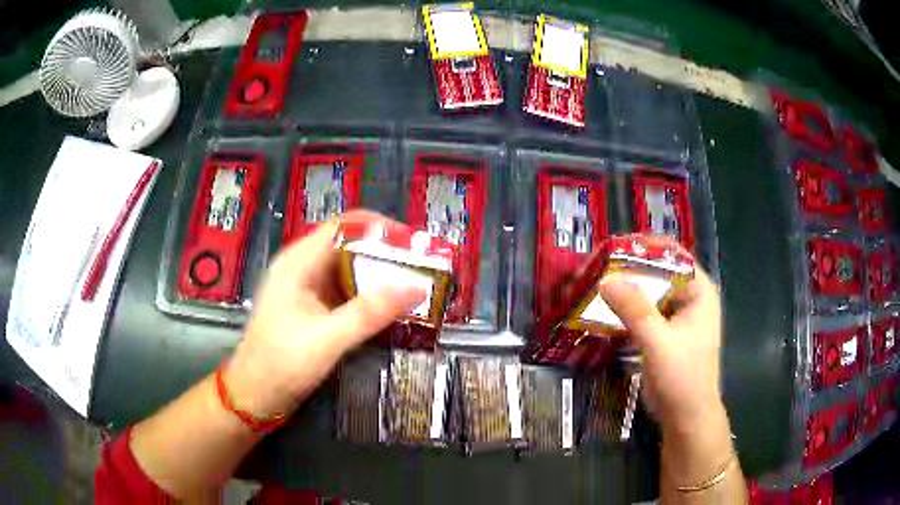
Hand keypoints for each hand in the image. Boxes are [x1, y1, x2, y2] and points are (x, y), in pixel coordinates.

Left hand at [226, 211, 425, 419]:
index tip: (414, 243)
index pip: (343, 226)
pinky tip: (391, 309)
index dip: (379, 227)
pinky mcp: (313, 310)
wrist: (255, 396)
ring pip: (350, 270)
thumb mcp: (327, 339)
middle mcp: (302, 268)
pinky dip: (369, 297)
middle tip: (422, 269)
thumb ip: (370, 313)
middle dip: (386, 254)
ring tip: (414, 287)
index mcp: (298, 263)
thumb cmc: (281, 364)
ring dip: (380, 277)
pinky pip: (346, 293)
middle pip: (349, 246)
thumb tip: (416, 287)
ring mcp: (307, 290)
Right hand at [598, 248, 723, 435]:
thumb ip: (634, 310)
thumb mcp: (659, 341)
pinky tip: (603, 310)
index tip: (615, 247)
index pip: (674, 255)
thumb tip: (604, 279)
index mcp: (699, 291)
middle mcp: (689, 299)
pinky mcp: (663, 335)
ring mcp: (676, 318)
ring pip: (648, 294)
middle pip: (658, 273)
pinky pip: (642, 314)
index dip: (646, 247)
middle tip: (597, 268)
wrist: (686, 418)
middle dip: (629, 270)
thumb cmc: (683, 377)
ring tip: (595, 286)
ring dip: (624, 291)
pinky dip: (625, 311)